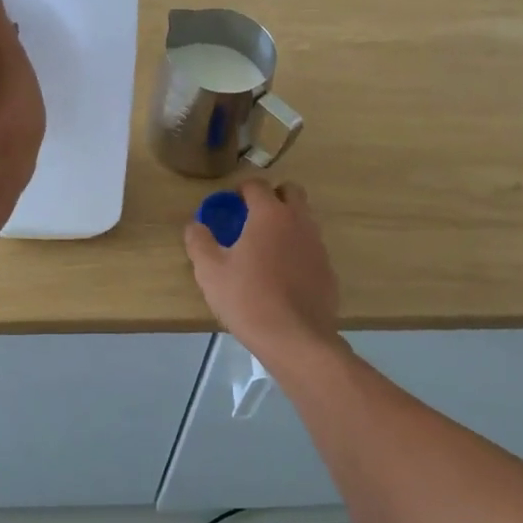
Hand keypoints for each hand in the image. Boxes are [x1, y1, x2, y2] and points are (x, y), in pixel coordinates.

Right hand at [184, 179, 339, 359]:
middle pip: (290, 191)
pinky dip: (297, 250)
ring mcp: (317, 245)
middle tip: (252, 218)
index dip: (241, 190)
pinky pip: (311, 247)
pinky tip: (283, 276)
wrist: (296, 339)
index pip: (257, 184)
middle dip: (272, 197)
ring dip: (286, 222)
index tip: (229, 205)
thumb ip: (199, 241)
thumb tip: (195, 225)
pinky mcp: (328, 269)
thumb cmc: (248, 299)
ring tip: (265, 248)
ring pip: (304, 219)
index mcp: (269, 214)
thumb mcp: (210, 271)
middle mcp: (298, 221)